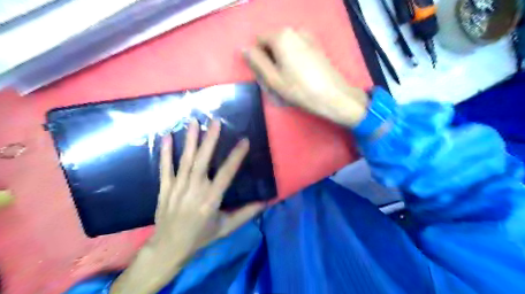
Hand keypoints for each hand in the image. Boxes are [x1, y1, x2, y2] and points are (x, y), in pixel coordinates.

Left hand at [112, 119, 263, 293]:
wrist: (169, 248)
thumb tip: (265, 202)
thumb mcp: (226, 228)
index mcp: (210, 200)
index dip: (236, 156)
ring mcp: (177, 187)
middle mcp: (194, 190)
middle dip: (210, 139)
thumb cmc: (200, 237)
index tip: (244, 141)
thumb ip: (246, 214)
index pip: (226, 173)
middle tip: (215, 121)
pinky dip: (165, 152)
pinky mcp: (165, 188)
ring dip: (190, 140)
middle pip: (203, 160)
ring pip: (185, 160)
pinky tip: (166, 137)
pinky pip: (165, 168)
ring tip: (194, 122)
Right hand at [244, 28, 365, 127]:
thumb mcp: (273, 79)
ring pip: (284, 48)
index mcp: (281, 36)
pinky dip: (292, 61)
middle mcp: (294, 31)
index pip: (258, 41)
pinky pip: (296, 50)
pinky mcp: (316, 46)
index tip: (266, 75)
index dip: (258, 59)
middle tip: (277, 81)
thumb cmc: (300, 89)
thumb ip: (256, 62)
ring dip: (281, 62)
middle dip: (270, 60)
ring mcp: (307, 37)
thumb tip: (244, 49)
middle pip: (272, 43)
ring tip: (288, 81)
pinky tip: (300, 76)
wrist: (333, 96)